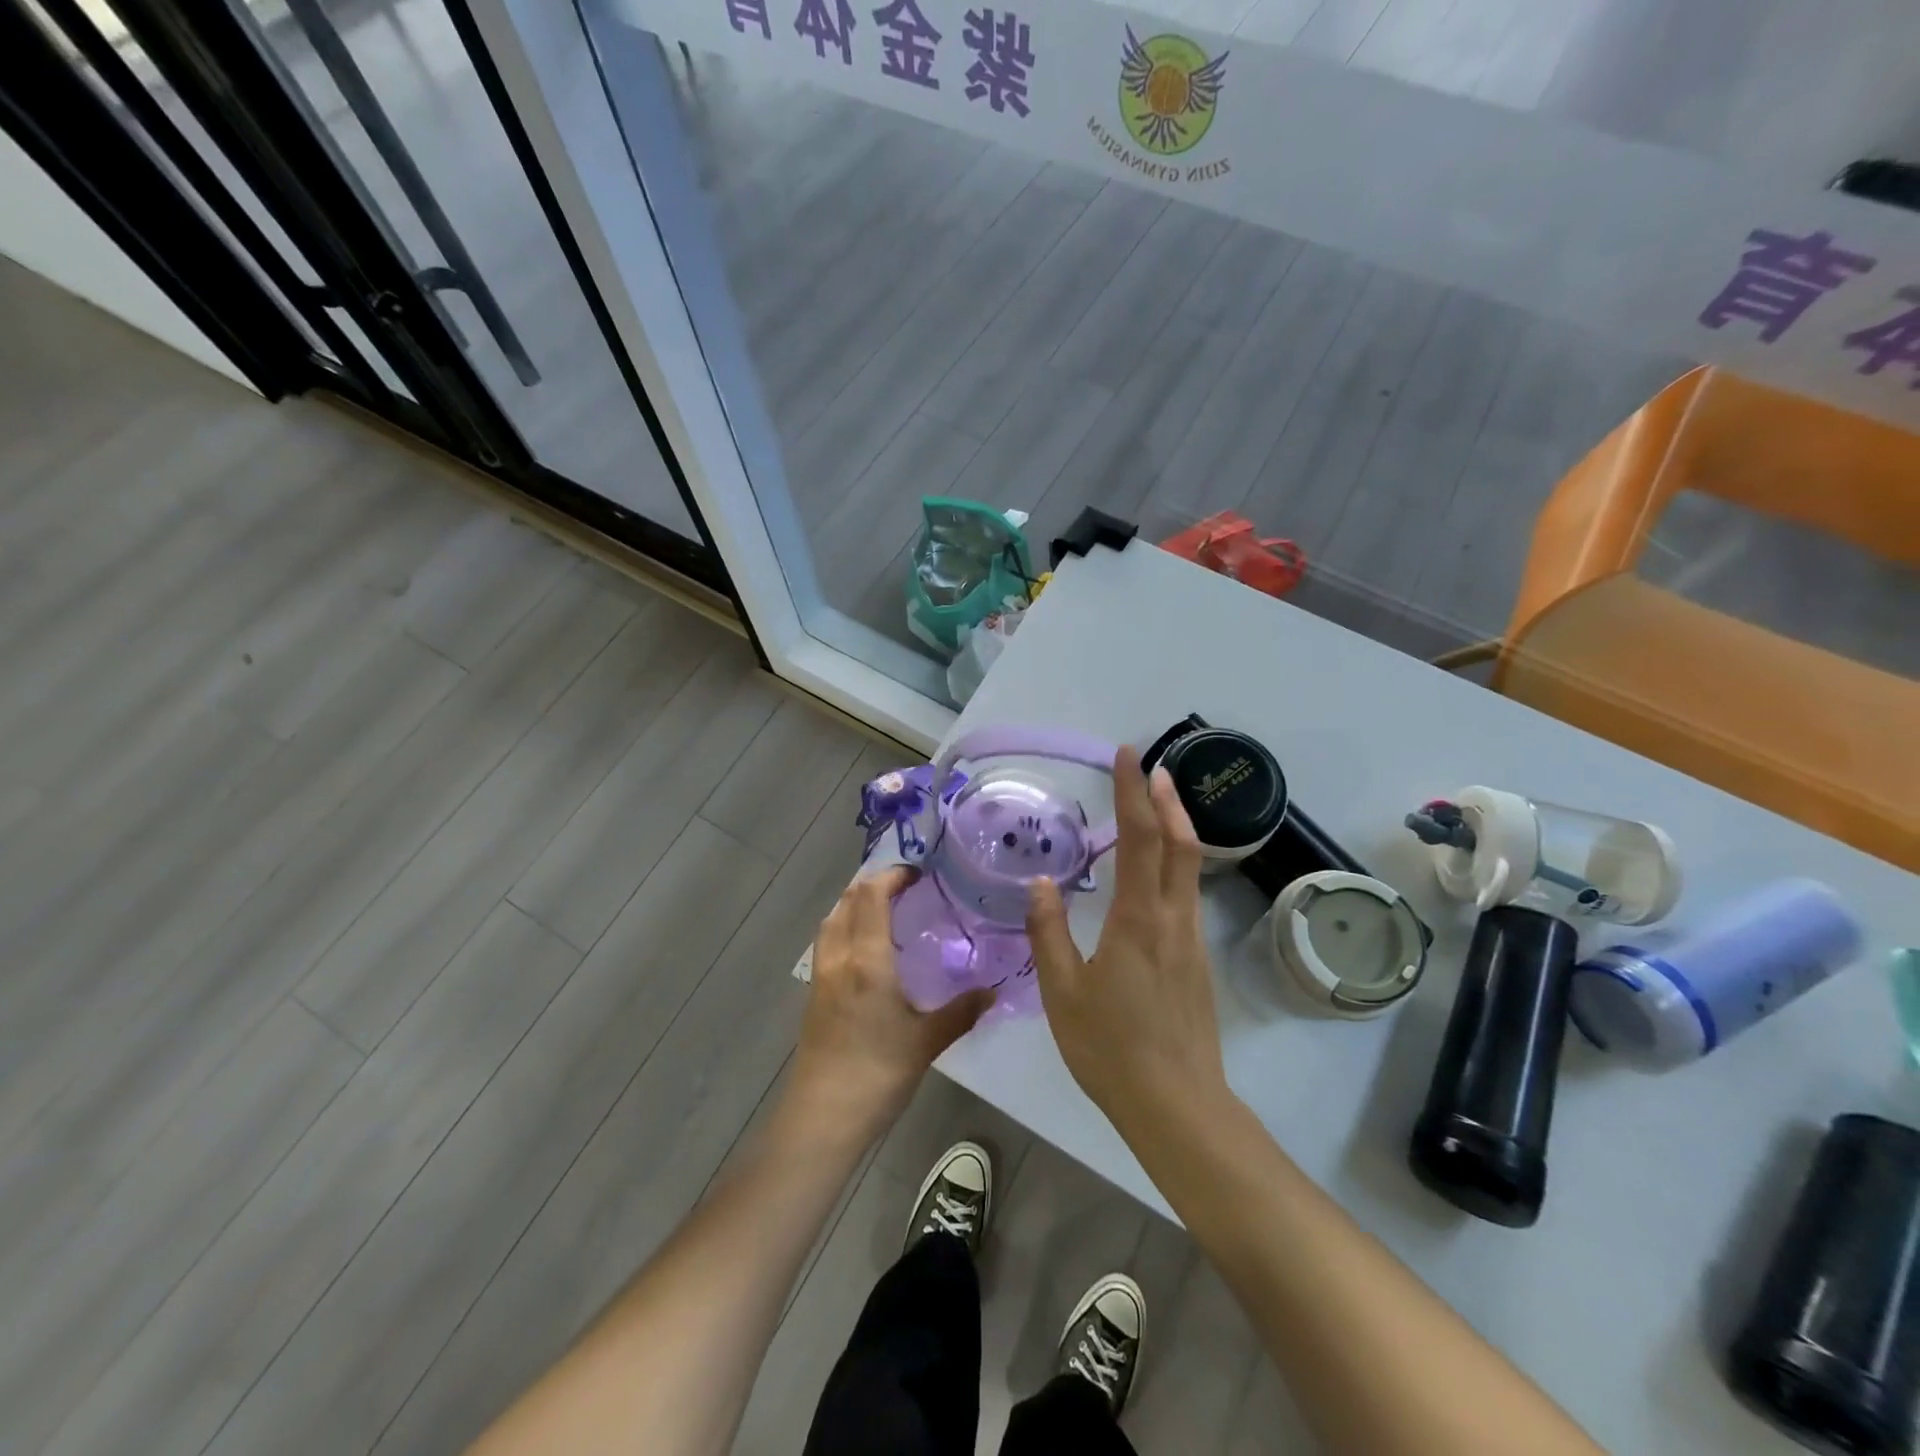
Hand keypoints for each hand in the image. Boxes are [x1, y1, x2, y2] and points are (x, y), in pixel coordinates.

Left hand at [789, 866, 991, 1141]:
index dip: (891, 876)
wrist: (822, 1117)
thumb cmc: (877, 1074)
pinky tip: (865, 947)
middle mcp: (839, 957)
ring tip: (884, 909)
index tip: (918, 874)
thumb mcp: (926, 1042)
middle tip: (905, 887)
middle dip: (873, 884)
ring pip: (832, 920)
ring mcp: (820, 975)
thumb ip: (961, 1011)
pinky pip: (827, 941)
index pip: (871, 896)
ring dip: (854, 903)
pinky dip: (845, 926)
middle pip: (847, 901)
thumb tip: (993, 991)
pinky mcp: (813, 994)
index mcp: (867, 960)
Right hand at [1026, 747, 1228, 1133]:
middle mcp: (1172, 918)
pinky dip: (1177, 861)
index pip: (1140, 839)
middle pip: (1179, 843)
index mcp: (1137, 919)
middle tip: (1152, 765)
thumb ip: (1049, 932)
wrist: (1176, 1104)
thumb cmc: (1110, 1048)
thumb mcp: (1062, 992)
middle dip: (1165, 798)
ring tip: (1158, 802)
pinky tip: (1158, 870)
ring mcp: (1191, 939)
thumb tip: (1042, 883)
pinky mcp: (1197, 959)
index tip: (1127, 756)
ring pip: (1190, 867)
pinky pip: (1189, 893)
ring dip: (1176, 826)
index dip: (1132, 793)